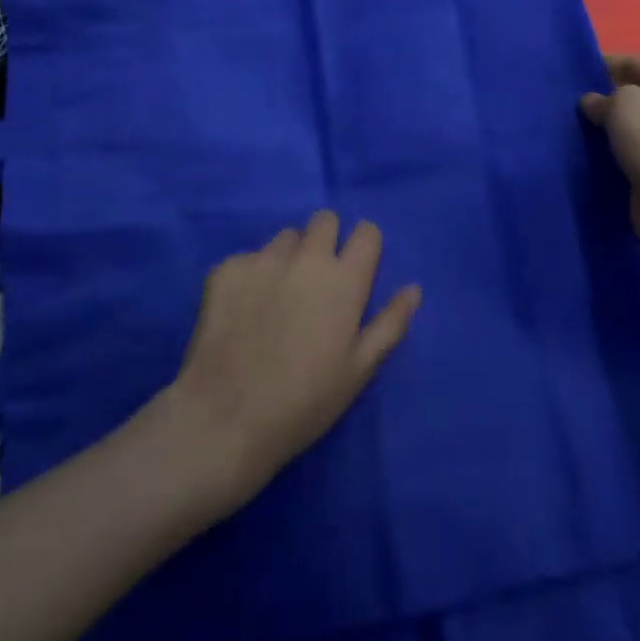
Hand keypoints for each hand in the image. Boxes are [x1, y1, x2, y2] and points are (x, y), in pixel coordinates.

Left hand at [165, 211, 421, 507]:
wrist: (225, 419)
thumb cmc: (304, 402)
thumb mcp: (359, 370)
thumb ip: (390, 323)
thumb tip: (414, 288)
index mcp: (344, 279)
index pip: (366, 232)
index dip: (363, 246)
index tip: (355, 268)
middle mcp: (307, 257)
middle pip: (324, 220)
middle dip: (325, 240)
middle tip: (315, 281)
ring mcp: (264, 259)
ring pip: (285, 238)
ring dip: (288, 257)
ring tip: (275, 298)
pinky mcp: (226, 269)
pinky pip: (247, 259)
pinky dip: (249, 277)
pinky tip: (242, 312)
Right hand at [581, 54, 639, 260]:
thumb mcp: (624, 102)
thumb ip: (603, 97)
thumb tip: (592, 103)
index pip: (634, 63)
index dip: (605, 63)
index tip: (574, 70)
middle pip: (630, 95)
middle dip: (601, 96)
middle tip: (566, 99)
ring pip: (625, 126)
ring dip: (601, 126)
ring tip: (568, 124)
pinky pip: (623, 153)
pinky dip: (605, 152)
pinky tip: (580, 151)